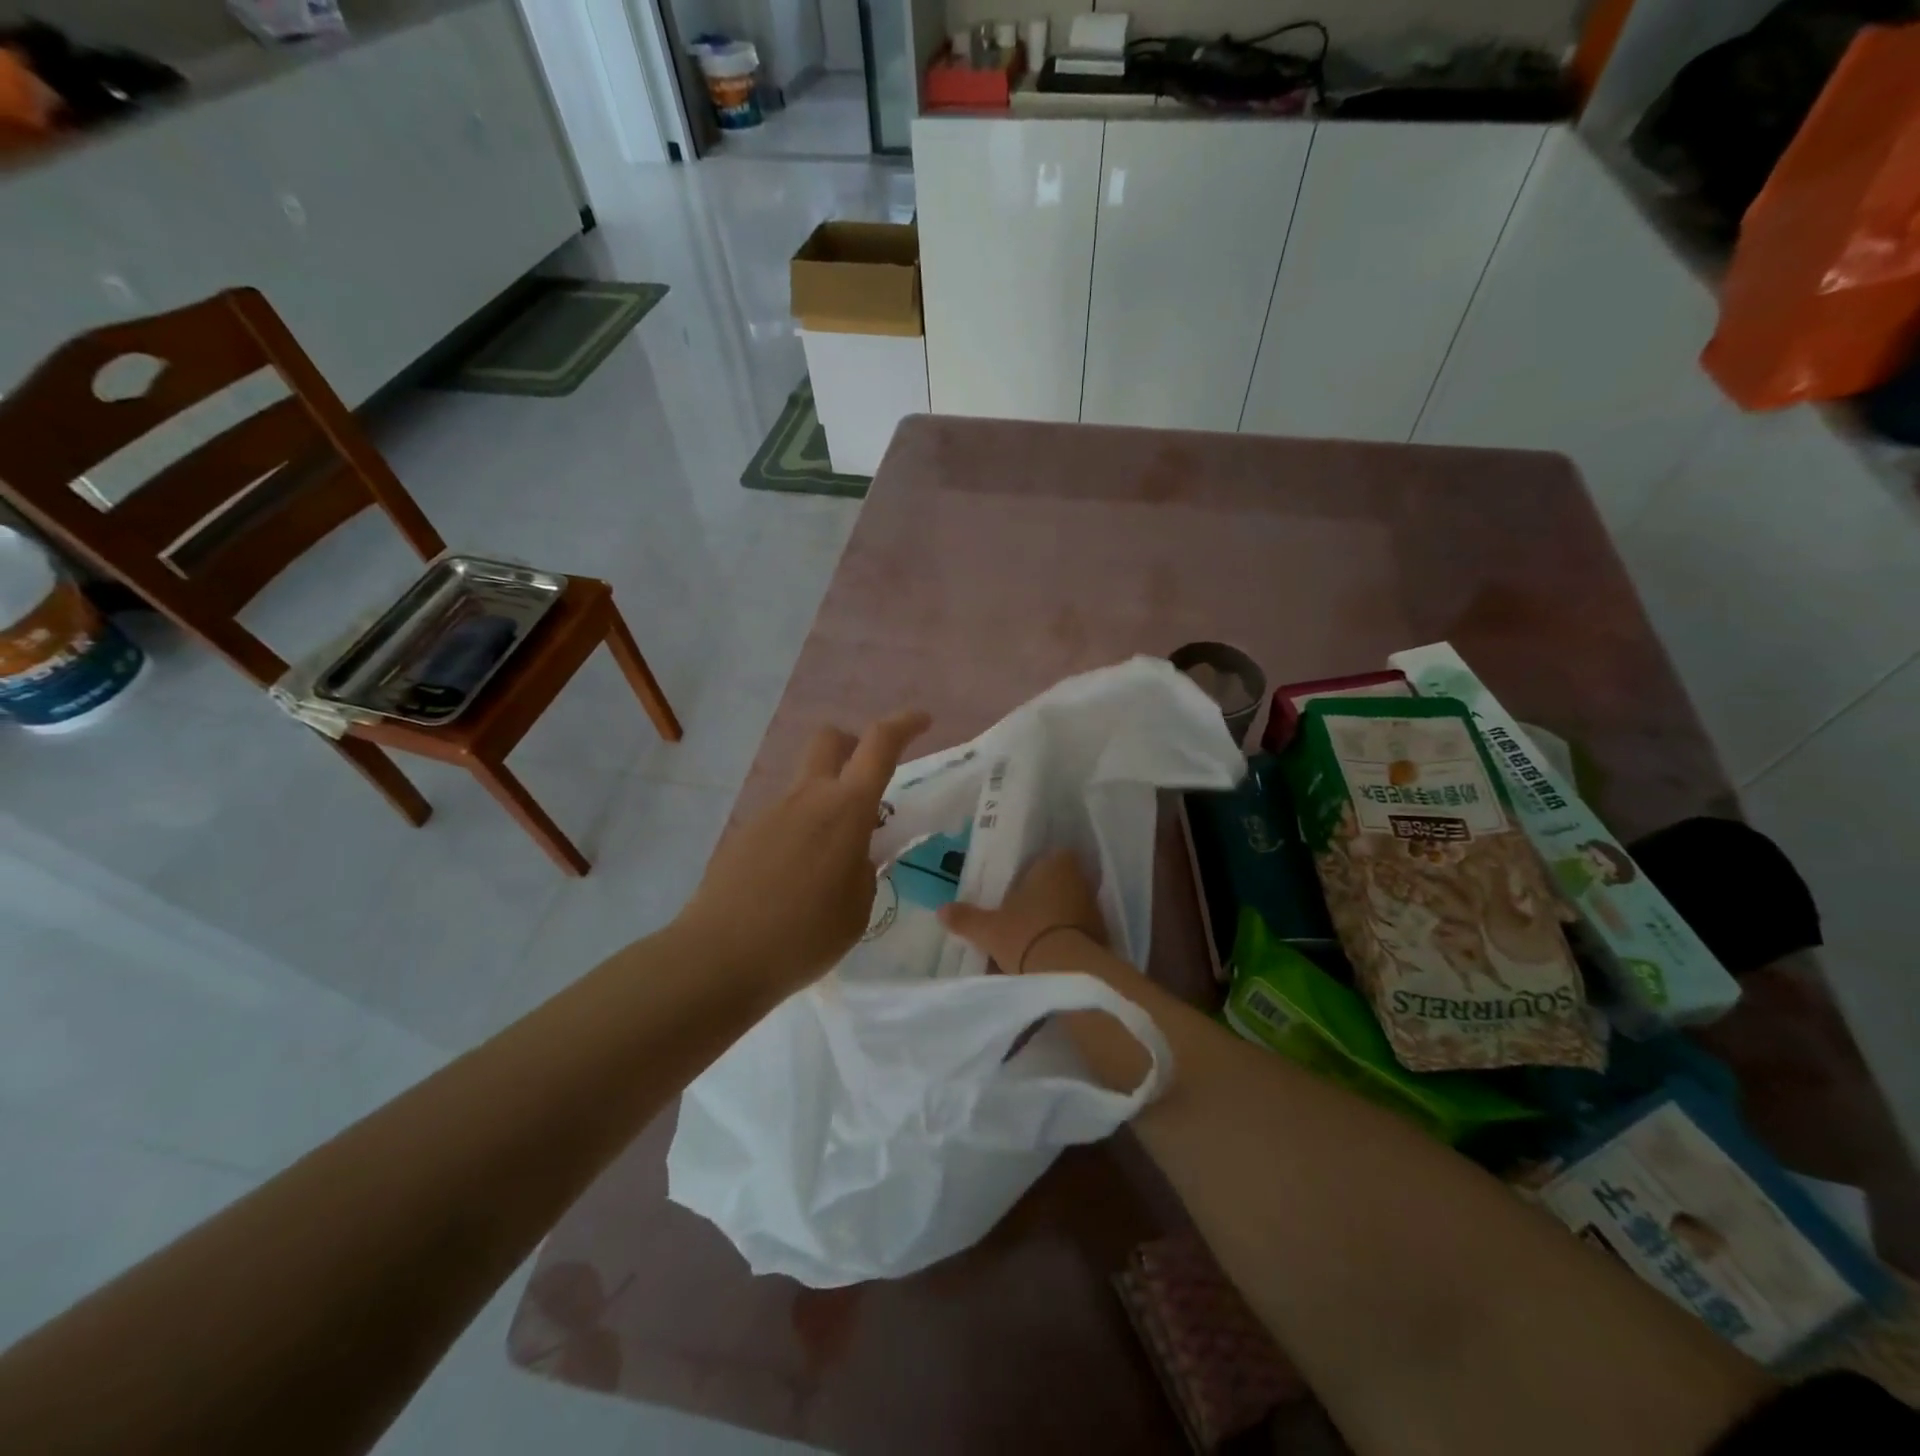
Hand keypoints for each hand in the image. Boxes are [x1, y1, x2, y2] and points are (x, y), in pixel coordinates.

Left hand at [678, 708, 929, 997]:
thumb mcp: (857, 909)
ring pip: (806, 786)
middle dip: (853, 745)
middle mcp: (807, 798)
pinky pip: (783, 820)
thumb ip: (864, 871)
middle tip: (868, 781)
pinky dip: (800, 835)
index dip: (904, 725)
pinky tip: (794, 884)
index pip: (879, 745)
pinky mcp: (744, 836)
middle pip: (829, 740)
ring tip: (830, 865)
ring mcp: (770, 813)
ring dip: (826, 804)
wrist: (718, 958)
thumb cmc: (804, 936)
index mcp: (845, 810)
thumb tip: (854, 857)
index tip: (922, 721)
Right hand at [939, 850, 1157, 1091]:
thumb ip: (966, 917)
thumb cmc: (1026, 935)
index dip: (1034, 869)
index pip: (1048, 855)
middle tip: (1019, 909)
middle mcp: (1079, 879)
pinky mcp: (1102, 936)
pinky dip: (1065, 937)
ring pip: (1069, 906)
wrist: (1069, 974)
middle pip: (1058, 881)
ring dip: (1055, 917)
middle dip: (1042, 894)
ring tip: (1031, 935)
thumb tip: (941, 910)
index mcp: (1055, 864)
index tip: (1018, 883)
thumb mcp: (989, 929)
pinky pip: (1078, 929)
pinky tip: (1048, 952)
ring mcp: (1094, 907)